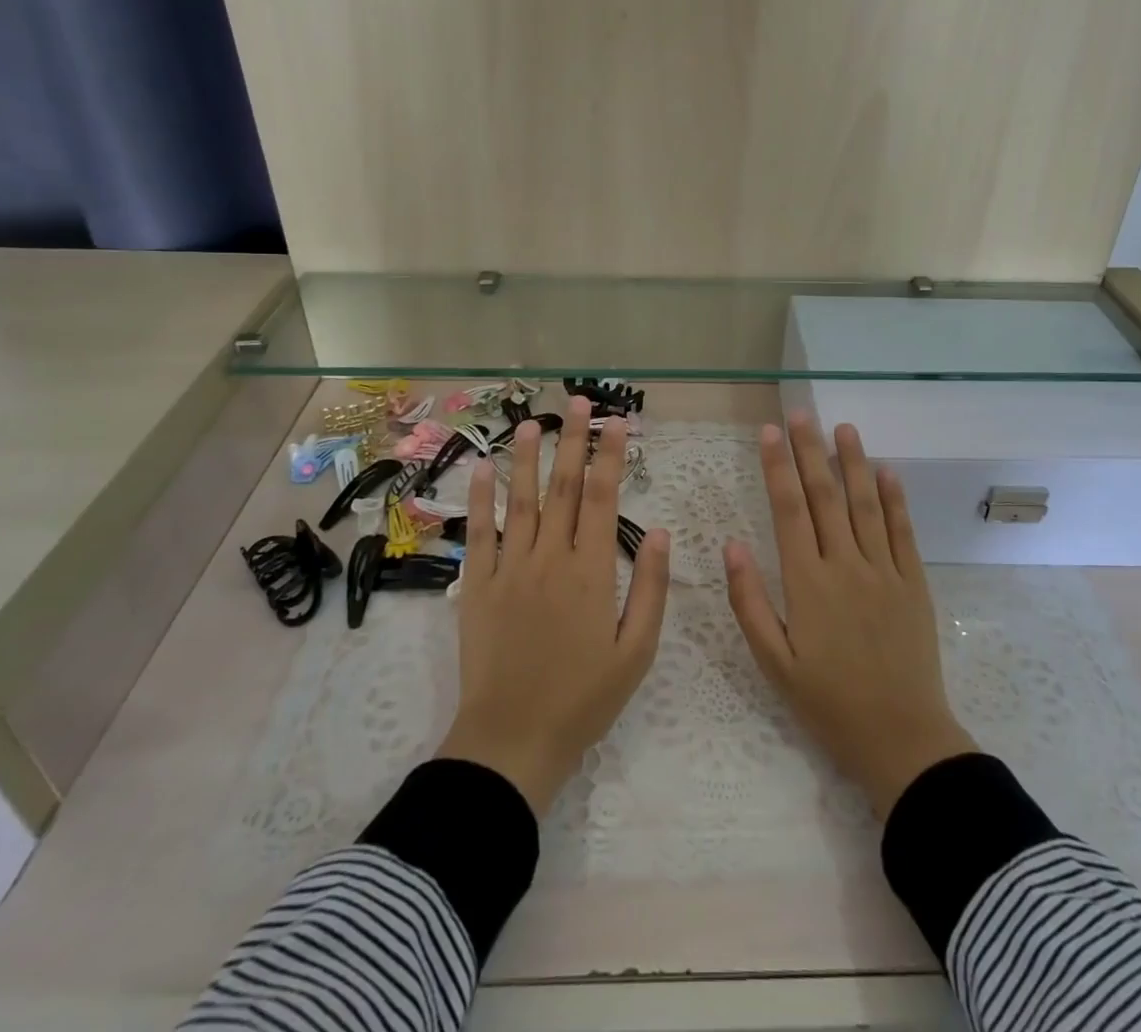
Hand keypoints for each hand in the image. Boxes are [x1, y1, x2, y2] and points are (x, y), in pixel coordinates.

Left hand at [436, 397, 671, 814]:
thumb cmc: (584, 698)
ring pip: (520, 501)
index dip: (609, 456)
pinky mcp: (478, 587)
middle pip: (562, 487)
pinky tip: (482, 469)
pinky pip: (480, 534)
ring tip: (531, 423)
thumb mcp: (637, 651)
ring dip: (526, 458)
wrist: (513, 740)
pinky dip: (480, 499)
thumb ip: (650, 587)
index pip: (602, 498)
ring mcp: (510, 569)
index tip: (616, 422)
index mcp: (591, 571)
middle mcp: (550, 558)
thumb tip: (662, 531)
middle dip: (572, 440)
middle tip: (577, 401)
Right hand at [725, 414, 976, 817]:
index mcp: (807, 583)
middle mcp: (846, 566)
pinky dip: (895, 499)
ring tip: (842, 427)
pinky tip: (887, 470)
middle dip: (810, 450)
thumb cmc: (828, 703)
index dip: (777, 467)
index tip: (769, 431)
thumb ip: (749, 602)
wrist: (901, 738)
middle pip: (825, 496)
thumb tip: (732, 544)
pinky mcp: (914, 583)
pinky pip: (902, 532)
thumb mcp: (774, 663)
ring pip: (865, 504)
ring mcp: (884, 571)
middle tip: (800, 413)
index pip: (788, 510)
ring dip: (853, 462)